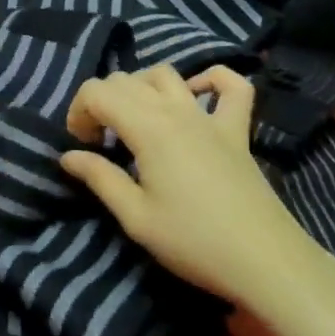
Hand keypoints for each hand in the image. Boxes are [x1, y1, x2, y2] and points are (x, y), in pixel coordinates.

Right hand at [59, 65, 312, 305]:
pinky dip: (210, 80)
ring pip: (166, 73)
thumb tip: (68, 156)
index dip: (78, 111)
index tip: (81, 146)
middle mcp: (175, 109)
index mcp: (147, 127)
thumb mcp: (136, 218)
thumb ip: (100, 179)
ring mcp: (209, 115)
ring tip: (136, 119)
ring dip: (141, 86)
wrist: (266, 262)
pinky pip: (230, 85)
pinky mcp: (236, 130)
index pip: (97, 91)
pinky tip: (195, 96)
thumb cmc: (194, 242)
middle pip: (126, 79)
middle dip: (102, 101)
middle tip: (101, 141)